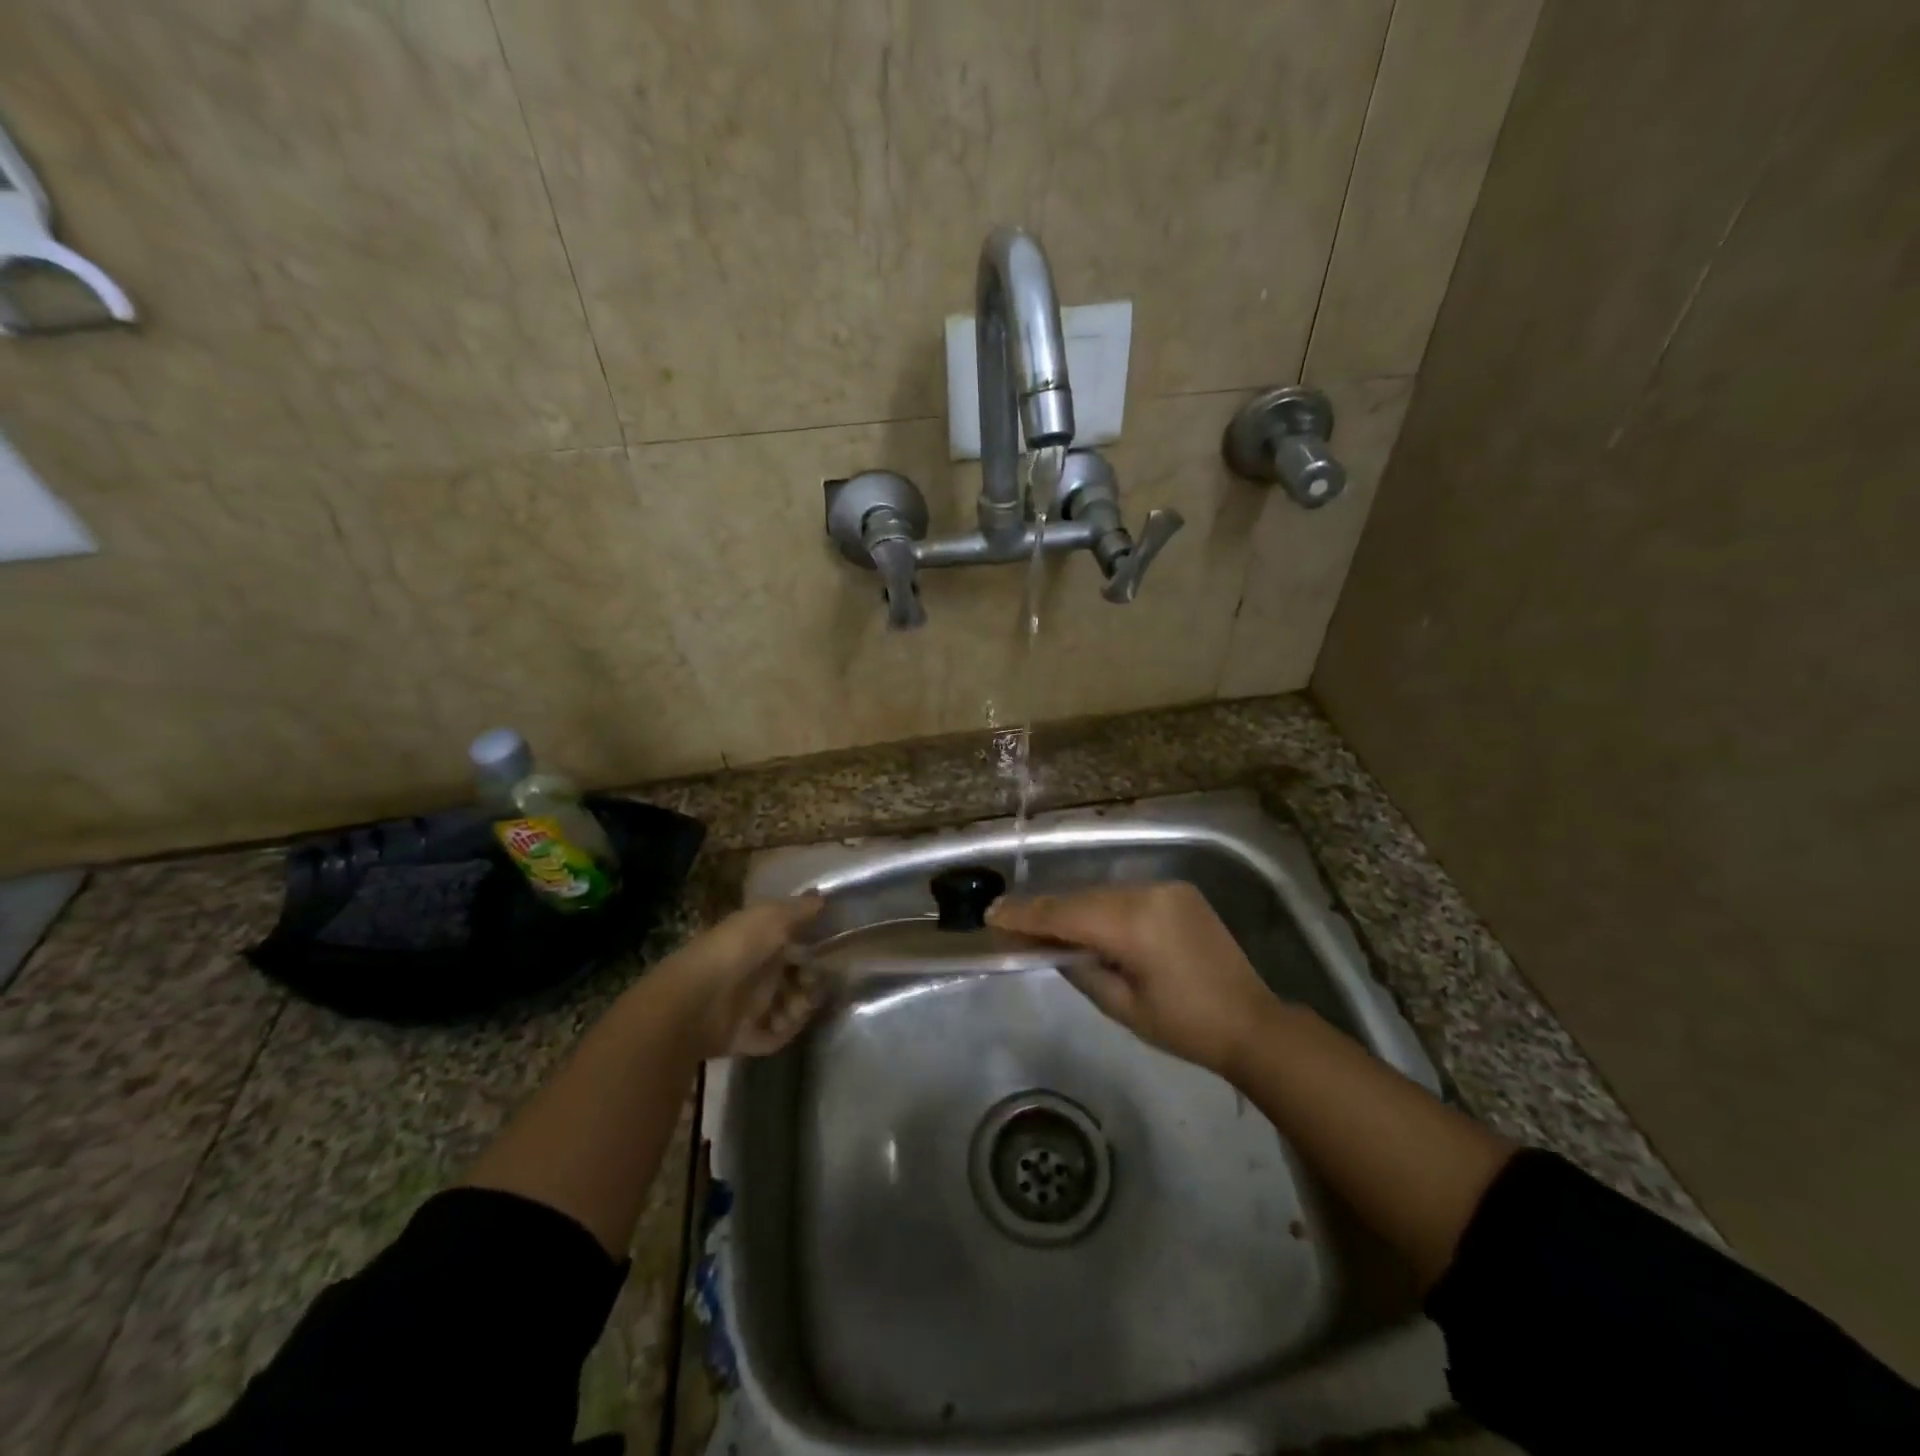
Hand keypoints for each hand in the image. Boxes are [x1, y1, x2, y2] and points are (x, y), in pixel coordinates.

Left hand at [650, 895, 826, 1059]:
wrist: (698, 999)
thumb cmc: (737, 950)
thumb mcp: (771, 918)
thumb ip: (799, 909)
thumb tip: (822, 897)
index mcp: (758, 942)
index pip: (793, 944)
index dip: (812, 948)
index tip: (830, 951)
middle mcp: (755, 972)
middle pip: (794, 977)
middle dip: (811, 980)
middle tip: (813, 983)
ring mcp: (749, 1005)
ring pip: (788, 1007)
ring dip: (801, 1007)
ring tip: (798, 1006)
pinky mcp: (745, 1035)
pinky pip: (775, 1035)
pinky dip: (785, 1031)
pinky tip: (785, 1022)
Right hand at [988, 881, 1277, 1075]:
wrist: (1252, 1022)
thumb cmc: (1184, 1026)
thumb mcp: (1122, 1007)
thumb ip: (1080, 968)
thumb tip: (1049, 946)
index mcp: (1135, 925)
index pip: (1066, 914)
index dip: (1026, 915)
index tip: (992, 915)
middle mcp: (1148, 894)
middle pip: (1081, 899)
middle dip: (1044, 910)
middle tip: (1008, 919)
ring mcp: (1166, 888)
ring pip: (1102, 894)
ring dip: (1072, 908)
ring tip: (1041, 923)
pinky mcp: (1177, 891)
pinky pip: (1125, 895)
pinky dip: (1100, 907)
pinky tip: (1084, 921)